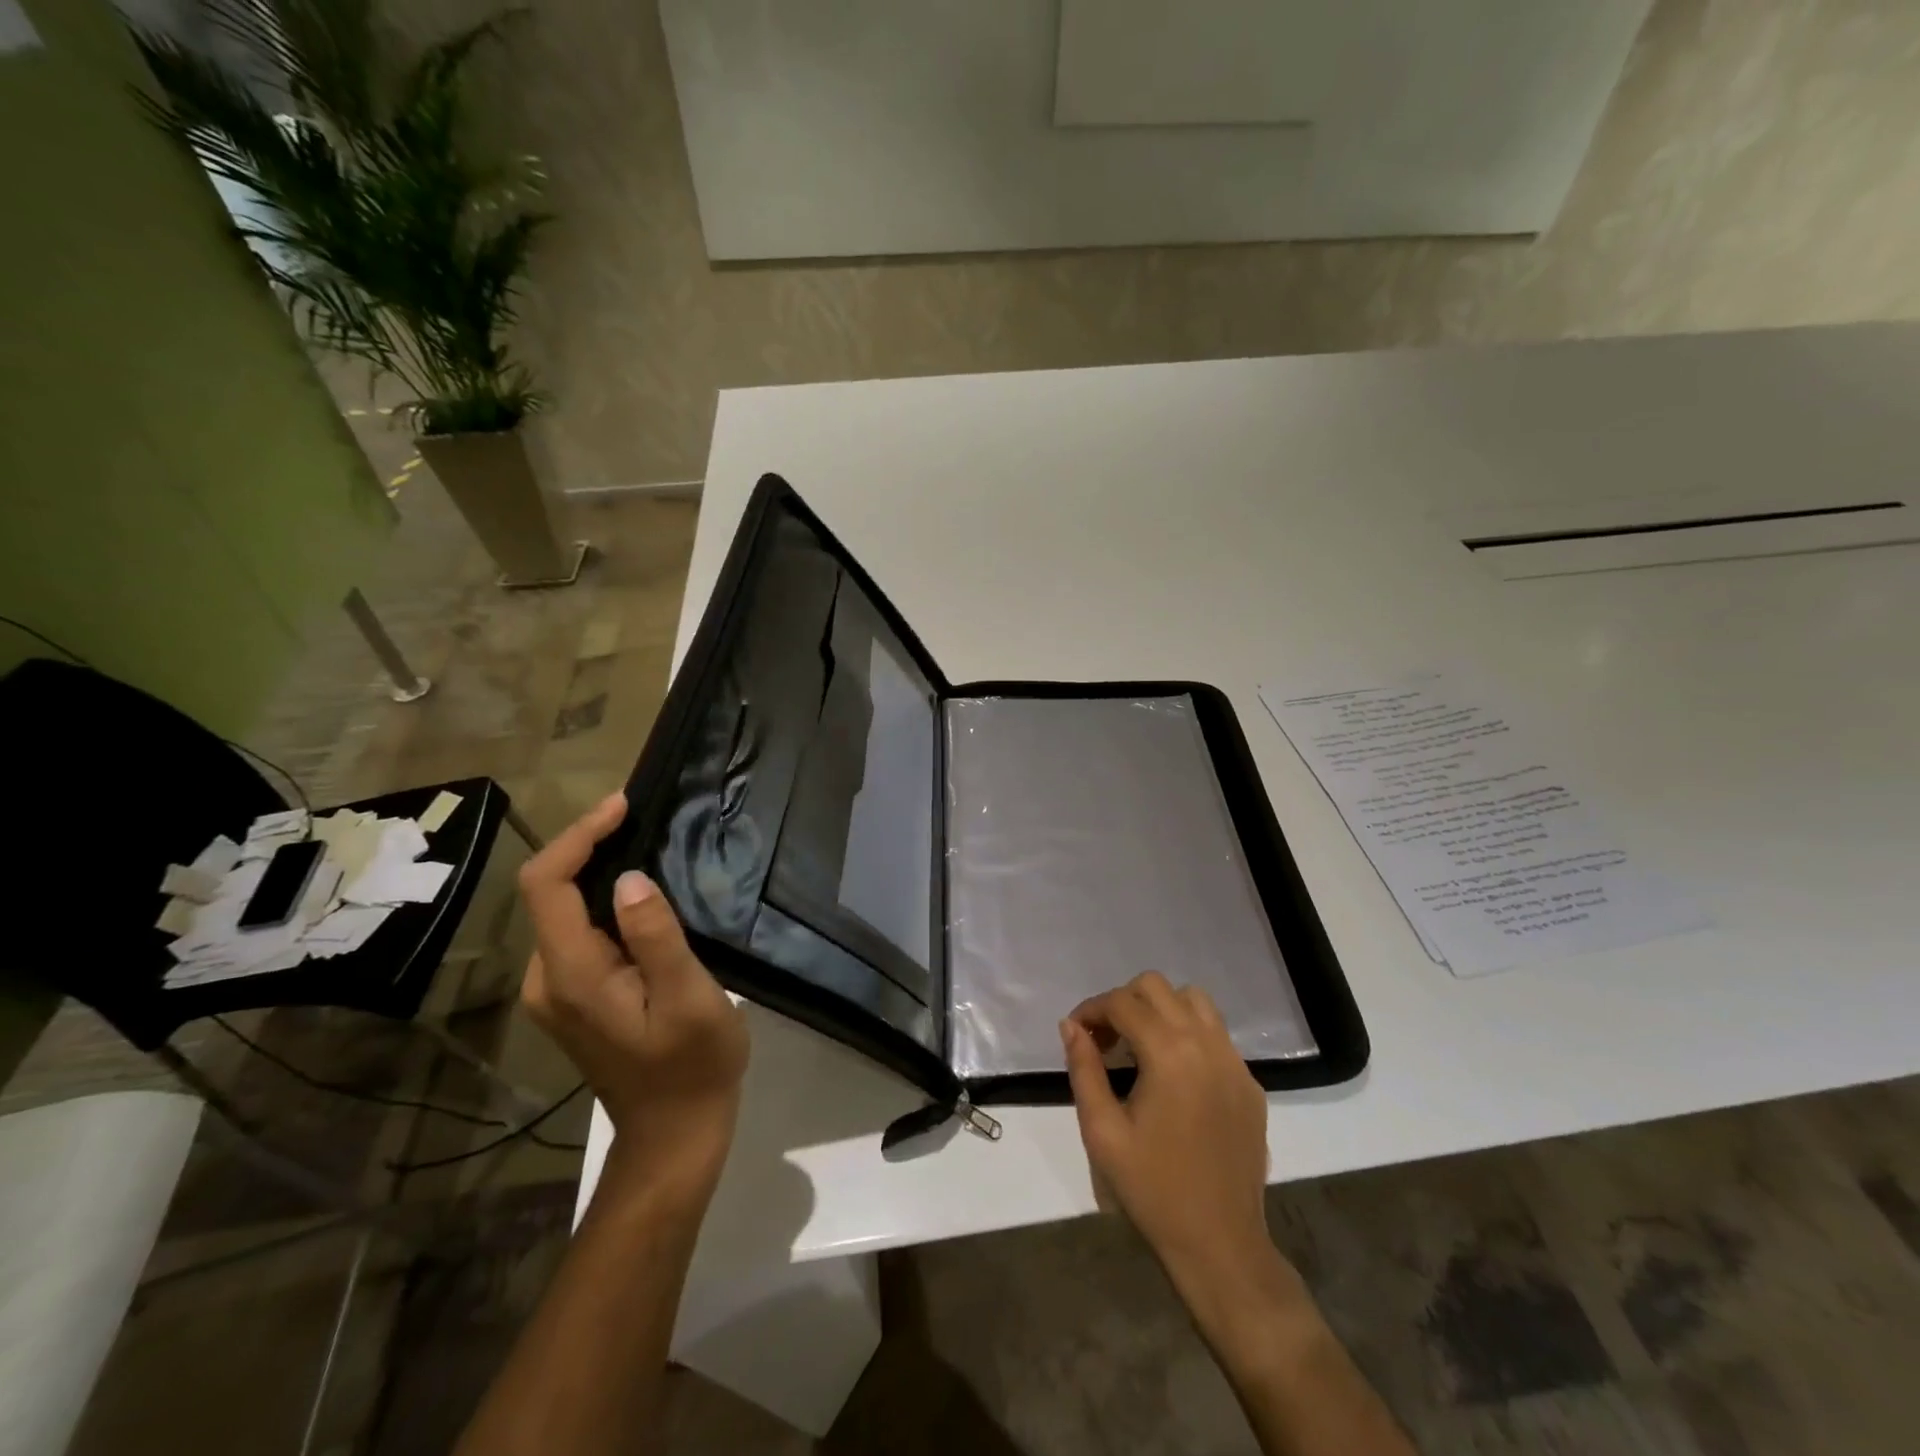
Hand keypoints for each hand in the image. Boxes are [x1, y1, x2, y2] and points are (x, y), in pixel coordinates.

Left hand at [518, 792, 748, 1200]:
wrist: (674, 1133)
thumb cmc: (692, 1066)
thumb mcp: (688, 998)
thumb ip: (656, 938)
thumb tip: (630, 878)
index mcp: (573, 974)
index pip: (548, 885)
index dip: (578, 836)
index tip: (623, 806)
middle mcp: (549, 978)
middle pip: (550, 893)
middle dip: (589, 846)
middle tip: (642, 817)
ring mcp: (557, 991)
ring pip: (563, 910)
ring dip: (597, 870)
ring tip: (647, 843)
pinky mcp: (574, 997)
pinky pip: (578, 931)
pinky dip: (602, 899)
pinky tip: (642, 894)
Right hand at [1062, 973, 1294, 1312]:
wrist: (1220, 1244)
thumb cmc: (1153, 1189)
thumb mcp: (1102, 1131)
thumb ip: (1084, 1069)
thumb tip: (1070, 1025)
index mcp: (1169, 1054)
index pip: (1123, 1002)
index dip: (1092, 1010)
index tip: (1076, 1033)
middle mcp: (1206, 1044)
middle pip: (1158, 987)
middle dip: (1124, 1002)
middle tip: (1105, 1040)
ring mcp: (1235, 1062)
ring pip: (1194, 1001)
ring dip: (1161, 1010)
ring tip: (1140, 1046)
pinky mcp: (1250, 1083)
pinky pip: (1216, 1035)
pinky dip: (1189, 1034)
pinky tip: (1174, 1074)